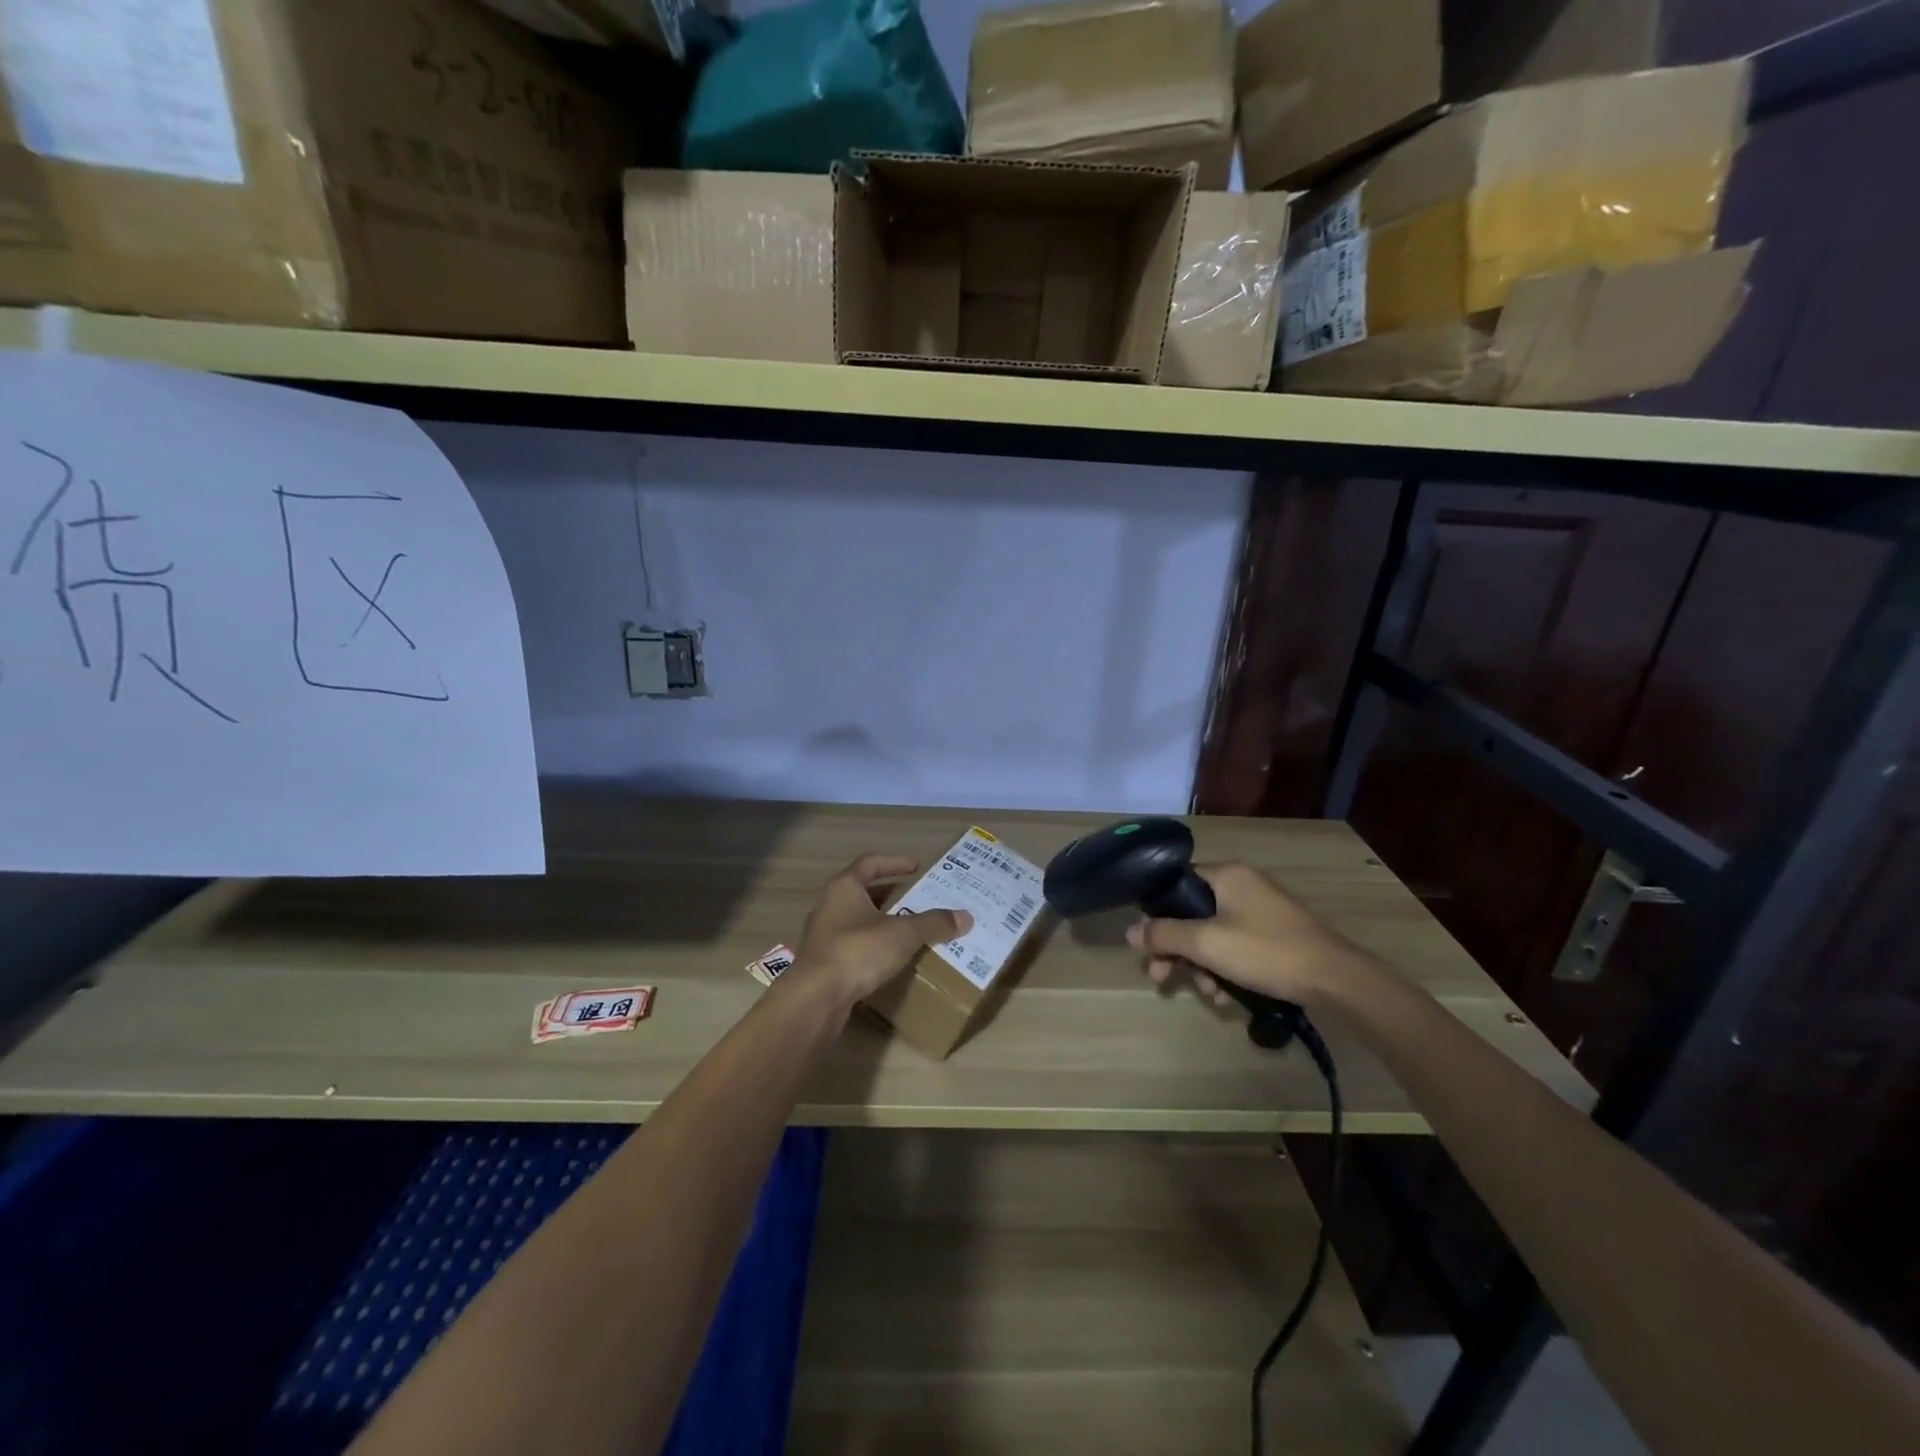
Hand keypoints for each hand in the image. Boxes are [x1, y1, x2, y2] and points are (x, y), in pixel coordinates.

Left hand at [794, 854, 972, 1002]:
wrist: (816, 998)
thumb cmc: (858, 951)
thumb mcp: (902, 934)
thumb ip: (933, 923)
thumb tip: (966, 917)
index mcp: (844, 887)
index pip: (870, 863)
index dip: (894, 862)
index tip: (916, 866)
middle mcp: (829, 905)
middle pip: (862, 891)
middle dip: (889, 893)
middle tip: (915, 898)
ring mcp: (823, 935)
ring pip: (856, 919)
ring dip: (881, 920)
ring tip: (908, 928)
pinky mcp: (824, 962)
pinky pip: (853, 944)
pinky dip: (873, 944)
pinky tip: (890, 957)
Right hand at [1125, 862, 1370, 1009]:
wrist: (1336, 980)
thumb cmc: (1266, 952)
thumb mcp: (1207, 944)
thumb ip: (1164, 935)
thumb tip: (1130, 931)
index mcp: (1226, 874)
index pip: (1176, 884)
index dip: (1157, 915)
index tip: (1149, 947)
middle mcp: (1242, 885)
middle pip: (1192, 913)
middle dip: (1177, 950)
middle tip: (1162, 979)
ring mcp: (1261, 910)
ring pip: (1213, 934)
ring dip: (1201, 965)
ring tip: (1207, 993)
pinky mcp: (1275, 935)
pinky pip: (1235, 945)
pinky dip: (1225, 968)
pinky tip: (1226, 996)